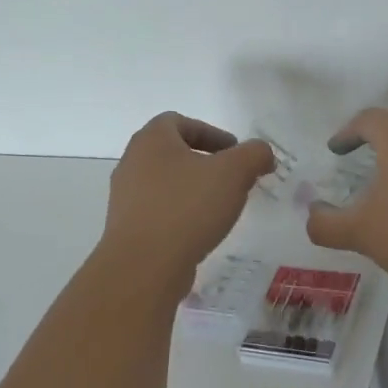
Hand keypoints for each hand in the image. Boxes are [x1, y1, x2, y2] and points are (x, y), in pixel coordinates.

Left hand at [103, 113, 274, 281]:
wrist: (144, 266)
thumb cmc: (188, 207)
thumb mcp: (235, 172)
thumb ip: (254, 154)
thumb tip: (262, 154)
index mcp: (152, 140)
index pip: (179, 121)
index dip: (210, 132)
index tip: (234, 151)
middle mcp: (132, 163)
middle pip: (172, 152)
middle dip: (205, 162)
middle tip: (232, 178)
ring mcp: (126, 197)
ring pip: (166, 183)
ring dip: (193, 189)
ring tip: (220, 207)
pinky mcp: (128, 228)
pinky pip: (159, 211)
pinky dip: (182, 213)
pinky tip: (201, 230)